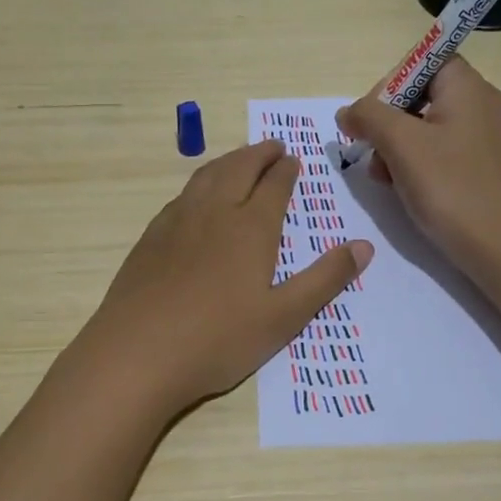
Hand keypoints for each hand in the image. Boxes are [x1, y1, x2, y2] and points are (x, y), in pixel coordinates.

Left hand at [78, 140, 373, 414]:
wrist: (136, 354)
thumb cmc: (218, 340)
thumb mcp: (284, 317)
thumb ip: (325, 279)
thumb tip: (364, 246)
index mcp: (250, 228)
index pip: (273, 185)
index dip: (285, 170)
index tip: (293, 158)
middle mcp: (213, 213)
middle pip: (238, 169)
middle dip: (258, 154)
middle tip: (272, 146)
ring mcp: (176, 223)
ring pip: (206, 177)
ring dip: (228, 161)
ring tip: (239, 159)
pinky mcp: (150, 238)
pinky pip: (181, 196)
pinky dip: (199, 183)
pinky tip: (197, 197)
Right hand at [336, 57, 500, 276]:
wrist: (500, 248)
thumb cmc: (450, 187)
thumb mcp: (401, 144)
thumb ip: (368, 116)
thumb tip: (347, 112)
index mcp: (466, 87)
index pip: (423, 60)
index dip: (391, 82)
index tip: (370, 115)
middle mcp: (477, 105)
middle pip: (418, 93)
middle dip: (386, 120)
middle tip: (369, 148)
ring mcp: (479, 138)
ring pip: (422, 125)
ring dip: (393, 145)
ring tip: (382, 175)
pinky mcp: (476, 166)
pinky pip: (435, 150)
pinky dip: (412, 162)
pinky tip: (399, 186)